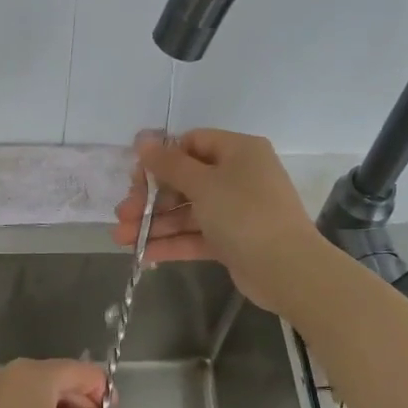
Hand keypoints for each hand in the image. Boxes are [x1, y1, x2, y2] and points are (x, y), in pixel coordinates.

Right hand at [113, 129, 324, 315]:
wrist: (286, 269)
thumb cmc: (244, 213)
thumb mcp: (203, 184)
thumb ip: (169, 163)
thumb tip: (143, 139)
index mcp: (238, 152)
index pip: (191, 144)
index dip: (161, 159)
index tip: (135, 178)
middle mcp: (238, 176)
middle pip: (185, 180)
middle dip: (150, 198)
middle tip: (123, 214)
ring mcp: (235, 210)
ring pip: (187, 211)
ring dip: (155, 223)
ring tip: (121, 237)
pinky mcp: (232, 240)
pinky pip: (196, 235)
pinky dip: (172, 242)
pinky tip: (142, 253)